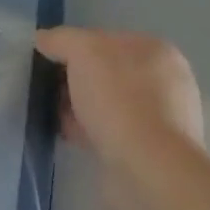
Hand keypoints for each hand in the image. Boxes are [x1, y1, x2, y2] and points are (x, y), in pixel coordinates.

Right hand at [37, 27, 204, 165]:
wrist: (149, 170)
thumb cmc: (119, 99)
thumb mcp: (82, 51)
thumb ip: (60, 39)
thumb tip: (44, 40)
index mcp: (157, 51)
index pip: (105, 39)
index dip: (73, 48)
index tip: (51, 63)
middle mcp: (165, 82)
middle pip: (105, 72)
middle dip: (75, 80)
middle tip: (50, 90)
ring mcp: (162, 120)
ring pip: (107, 104)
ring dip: (80, 107)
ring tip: (55, 115)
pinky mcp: (152, 152)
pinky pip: (111, 132)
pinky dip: (89, 131)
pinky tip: (69, 135)